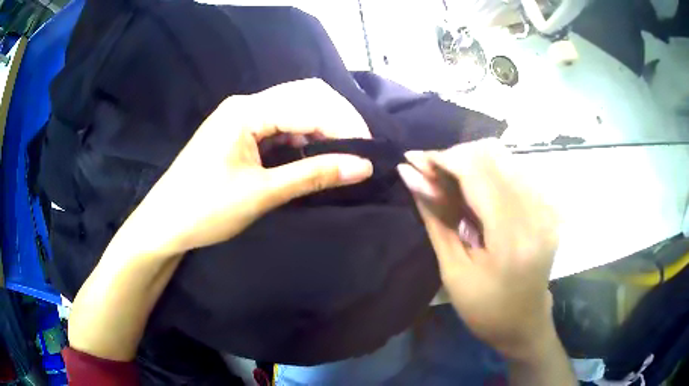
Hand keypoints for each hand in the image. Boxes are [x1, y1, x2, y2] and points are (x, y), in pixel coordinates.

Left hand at [126, 78, 372, 254]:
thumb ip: (313, 175)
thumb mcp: (262, 194)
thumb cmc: (205, 209)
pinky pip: (280, 123)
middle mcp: (245, 104)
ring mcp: (242, 116)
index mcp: (246, 111)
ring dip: (322, 126)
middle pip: (305, 95)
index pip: (309, 104)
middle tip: (360, 149)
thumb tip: (363, 167)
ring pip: (294, 108)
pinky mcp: (240, 131)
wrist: (165, 223)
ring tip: (343, 152)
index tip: (369, 151)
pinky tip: (314, 152)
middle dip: (338, 118)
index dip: (344, 125)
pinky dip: (303, 135)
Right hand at [397, 140, 558, 359]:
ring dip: (470, 162)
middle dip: (454, 157)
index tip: (413, 159)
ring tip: (446, 180)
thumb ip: (435, 217)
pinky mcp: (548, 207)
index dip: (442, 159)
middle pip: (492, 157)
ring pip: (504, 158)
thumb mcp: (453, 269)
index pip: (477, 173)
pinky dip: (489, 171)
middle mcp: (536, 213)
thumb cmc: (484, 308)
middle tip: (427, 171)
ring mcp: (546, 207)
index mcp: (512, 236)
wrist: (523, 323)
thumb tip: (410, 176)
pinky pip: (515, 171)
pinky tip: (474, 188)